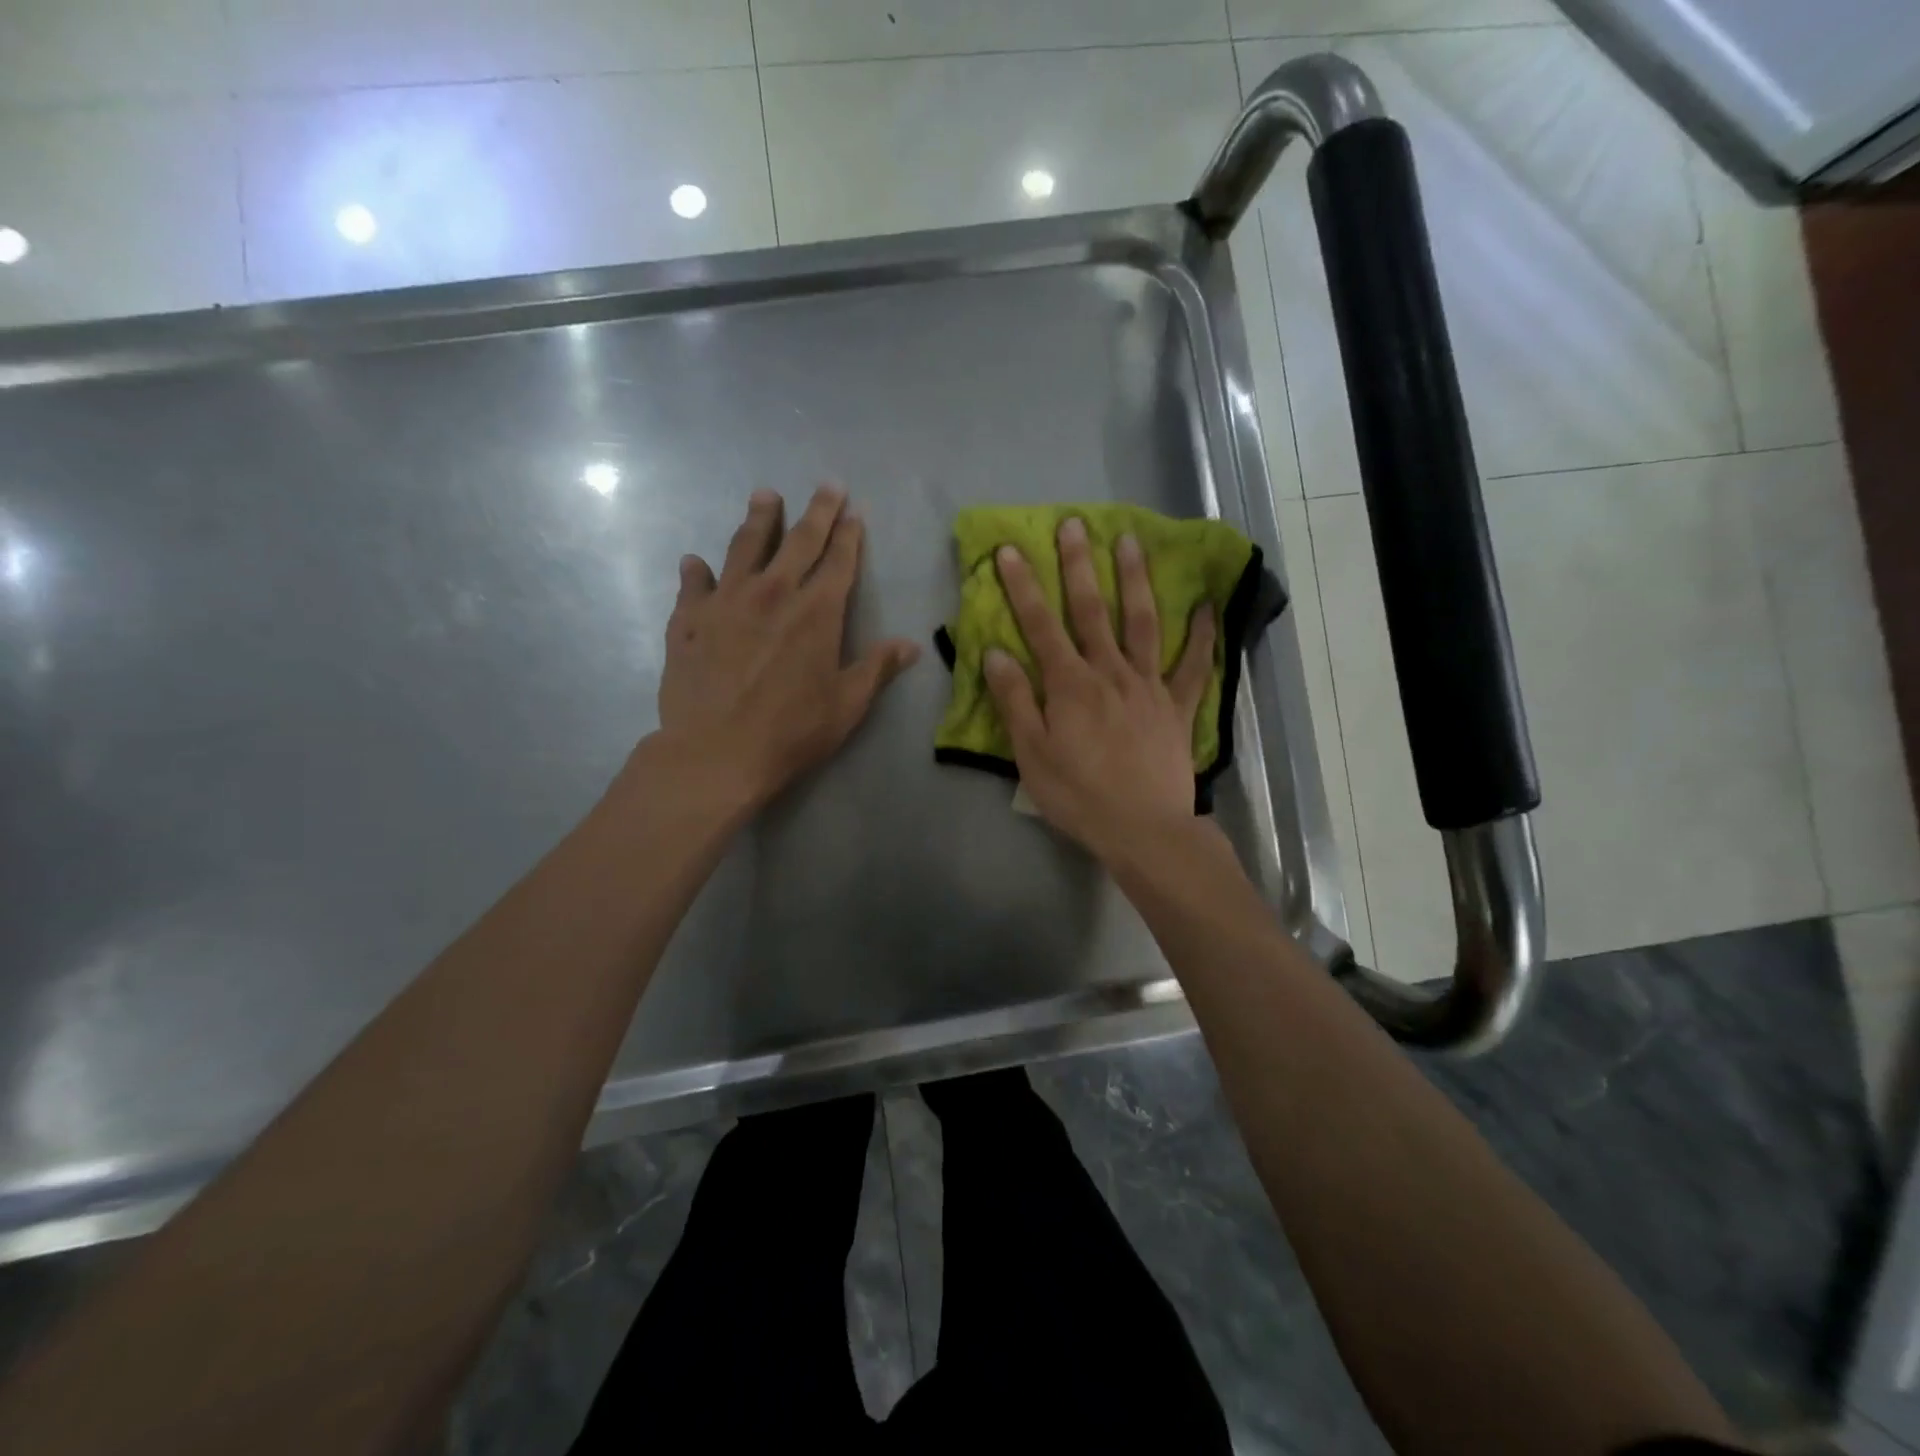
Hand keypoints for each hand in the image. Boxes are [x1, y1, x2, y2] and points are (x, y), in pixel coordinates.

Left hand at [652, 485, 920, 810]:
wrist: (716, 753)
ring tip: (764, 496)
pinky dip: (697, 572)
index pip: (839, 561)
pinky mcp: (688, 620)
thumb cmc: (792, 732)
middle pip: (798, 541)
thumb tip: (911, 645)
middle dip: (816, 511)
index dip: (849, 535)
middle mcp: (773, 593)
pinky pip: (694, 585)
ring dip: (758, 519)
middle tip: (825, 486)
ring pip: (745, 547)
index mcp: (817, 612)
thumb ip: (877, 668)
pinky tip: (696, 563)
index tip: (854, 511)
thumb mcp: (847, 705)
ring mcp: (726, 602)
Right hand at [983, 516, 1215, 864]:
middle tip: (1074, 524)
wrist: (1143, 829)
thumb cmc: (1078, 795)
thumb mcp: (1031, 755)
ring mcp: (1148, 685)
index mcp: (1069, 684)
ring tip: (1131, 541)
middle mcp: (1109, 672)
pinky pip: (1194, 665)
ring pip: (1142, 622)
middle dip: (1079, 565)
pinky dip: (1202, 635)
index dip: (1023, 586)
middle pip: (1092, 610)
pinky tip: (1207, 606)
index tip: (1011, 549)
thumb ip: (1015, 701)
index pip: (1040, 625)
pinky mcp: (1176, 706)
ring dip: (1135, 580)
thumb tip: (996, 653)